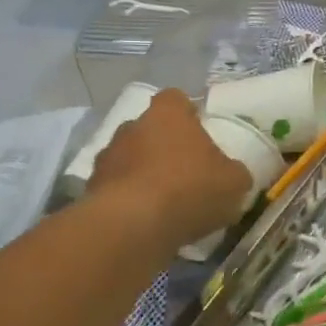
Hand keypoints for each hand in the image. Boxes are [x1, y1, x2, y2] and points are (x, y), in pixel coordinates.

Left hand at [86, 90, 253, 249]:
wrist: (131, 226)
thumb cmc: (189, 189)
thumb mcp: (233, 182)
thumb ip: (235, 172)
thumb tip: (233, 174)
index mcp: (168, 114)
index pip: (176, 99)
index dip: (188, 114)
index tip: (200, 133)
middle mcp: (132, 126)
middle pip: (150, 129)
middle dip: (164, 145)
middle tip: (185, 171)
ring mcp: (107, 156)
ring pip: (130, 158)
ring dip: (143, 173)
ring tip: (164, 201)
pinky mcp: (91, 188)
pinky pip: (116, 188)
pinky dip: (128, 199)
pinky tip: (145, 220)